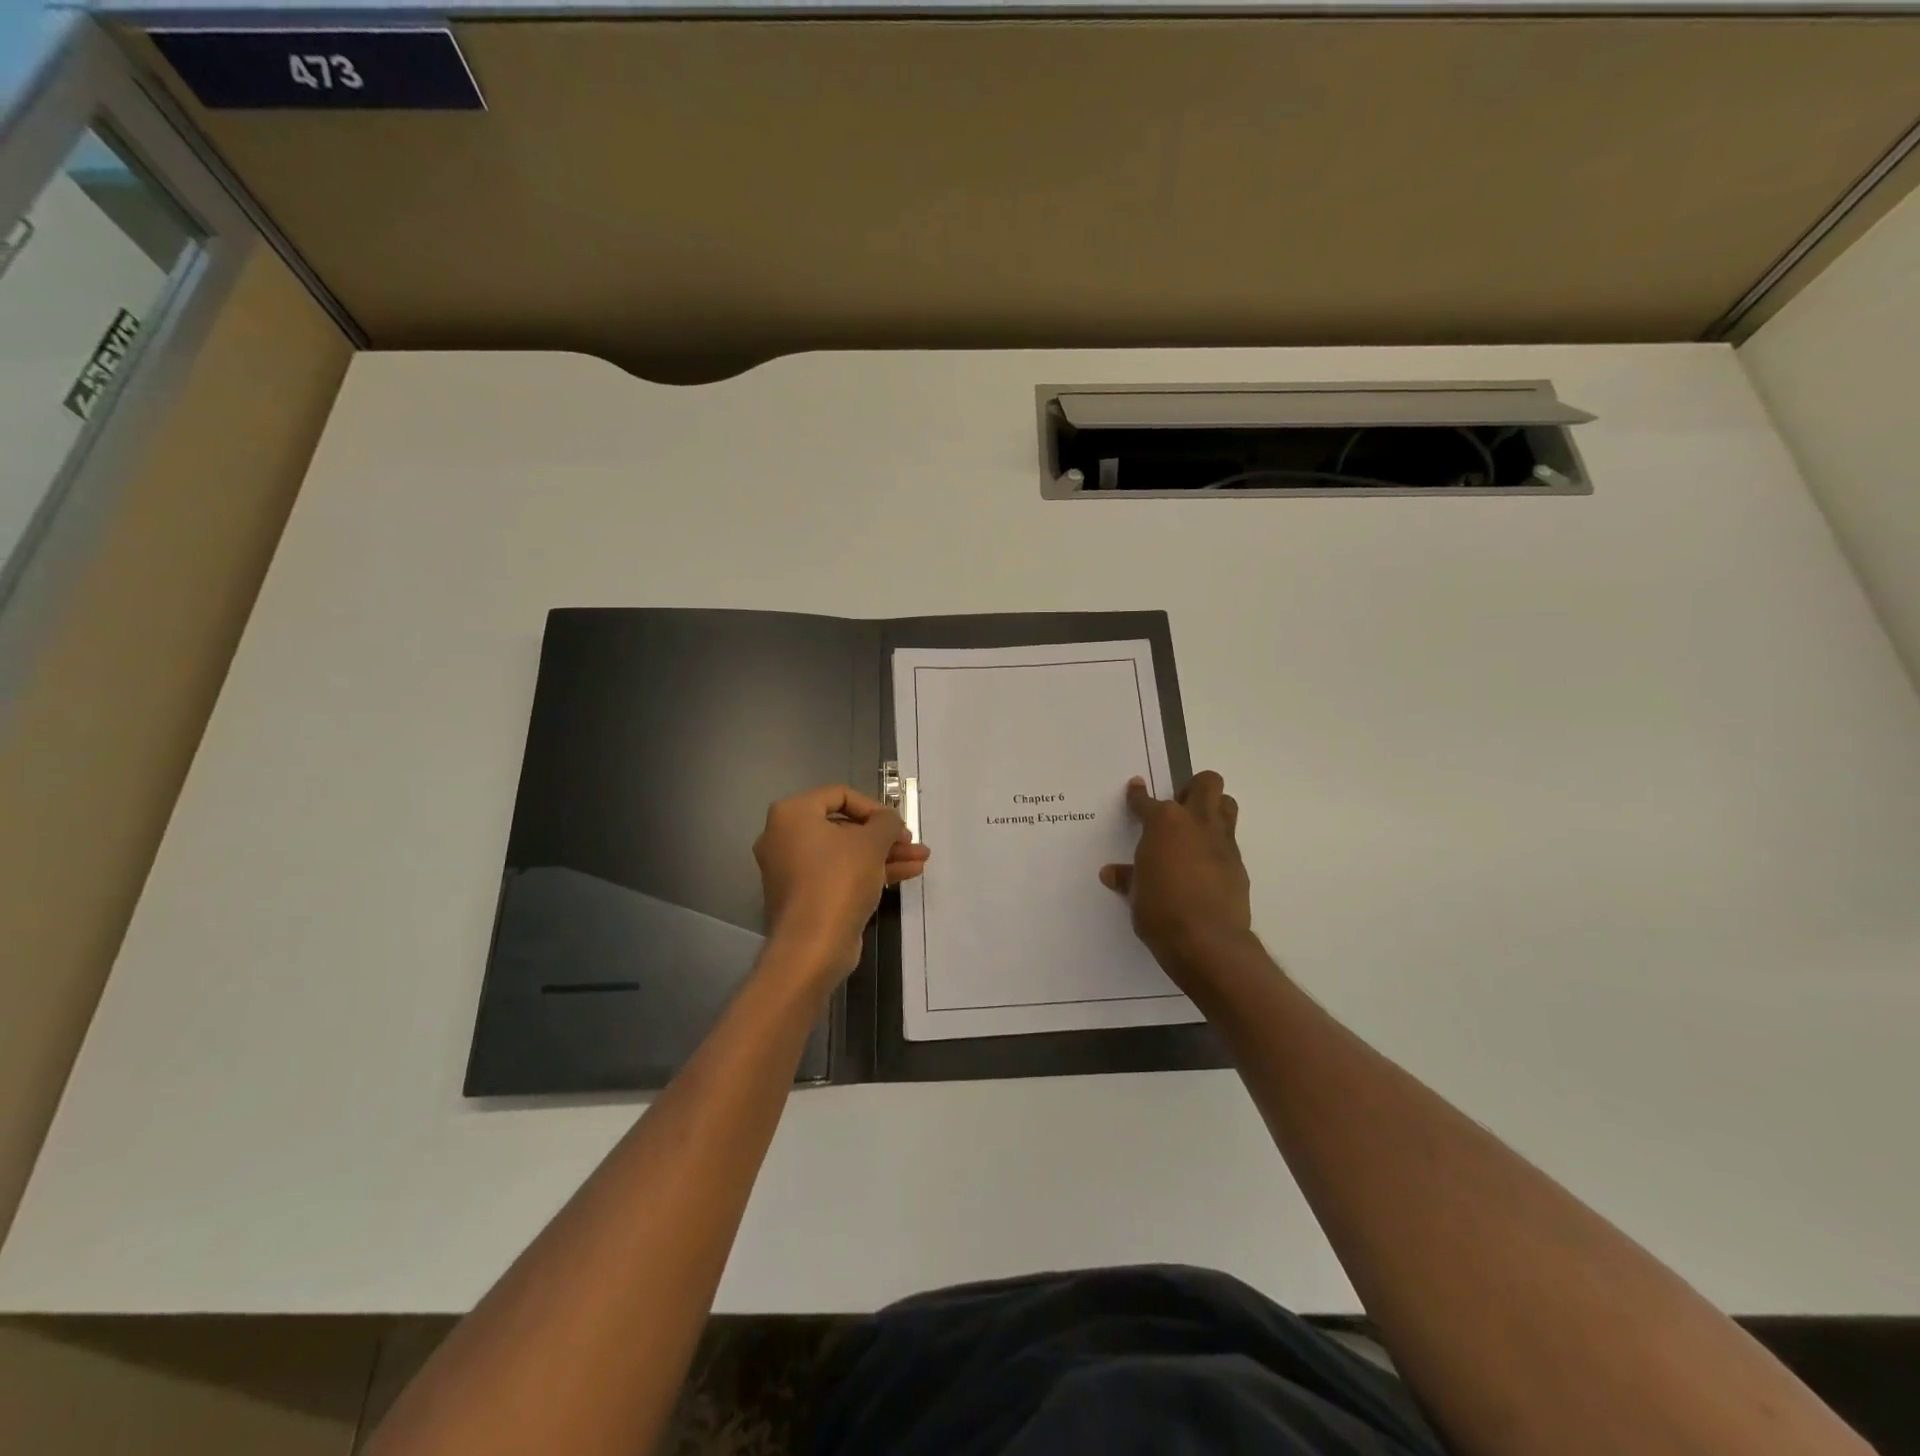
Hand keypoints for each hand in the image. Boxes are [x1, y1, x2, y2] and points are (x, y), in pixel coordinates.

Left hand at [754, 785, 930, 985]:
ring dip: (883, 854)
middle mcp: (785, 837)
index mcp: (793, 814)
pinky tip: (906, 874)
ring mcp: (793, 869)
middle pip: (844, 826)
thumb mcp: (872, 842)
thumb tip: (888, 821)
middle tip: (911, 842)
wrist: (813, 946)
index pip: (840, 794)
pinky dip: (868, 871)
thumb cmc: (838, 880)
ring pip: (845, 853)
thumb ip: (886, 822)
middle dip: (884, 835)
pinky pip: (839, 874)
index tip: (897, 824)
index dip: (875, 807)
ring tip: (920, 859)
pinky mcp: (804, 896)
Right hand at [1100, 771, 1252, 975]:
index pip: (1146, 801)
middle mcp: (1195, 823)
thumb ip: (1128, 877)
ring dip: (1214, 808)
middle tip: (1178, 806)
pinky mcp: (1238, 864)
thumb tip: (1112, 873)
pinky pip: (1230, 841)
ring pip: (1227, 804)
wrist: (1207, 941)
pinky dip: (1217, 846)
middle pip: (1206, 783)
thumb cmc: (1160, 911)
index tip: (1136, 788)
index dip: (1138, 794)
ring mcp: (1221, 842)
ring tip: (1196, 828)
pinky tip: (1205, 865)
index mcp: (1163, 823)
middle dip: (1193, 788)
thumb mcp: (1136, 894)